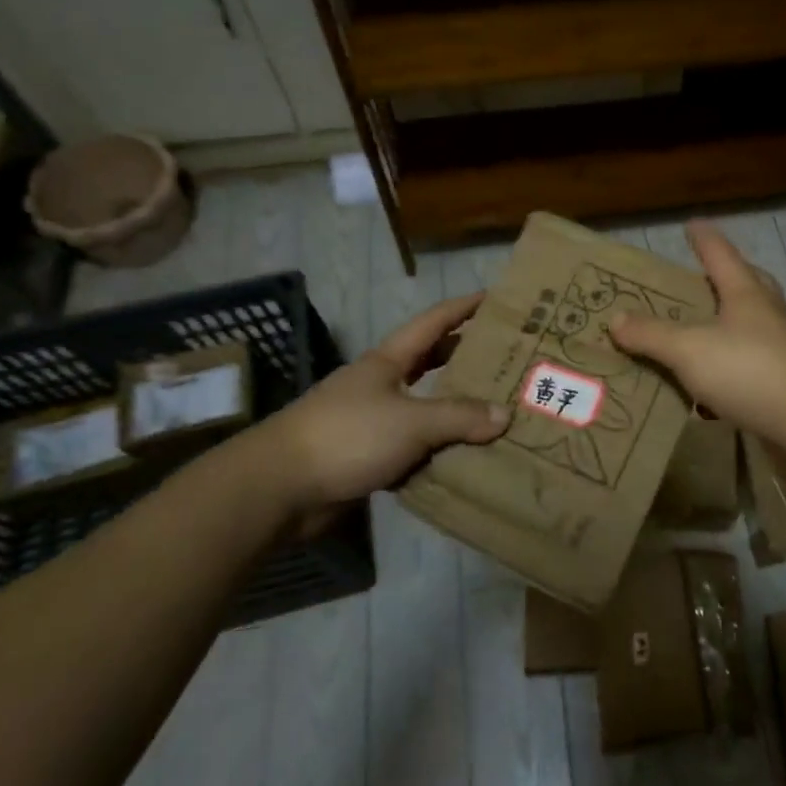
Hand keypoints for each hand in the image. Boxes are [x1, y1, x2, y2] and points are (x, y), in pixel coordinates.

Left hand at [223, 293, 510, 532]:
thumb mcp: (411, 421)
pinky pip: (413, 446)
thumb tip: (505, 415)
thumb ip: (459, 416)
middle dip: (464, 356)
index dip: (463, 307)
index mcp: (388, 362)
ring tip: (496, 408)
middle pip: (429, 362)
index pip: (433, 323)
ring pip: (423, 406)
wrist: (279, 487)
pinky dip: (437, 448)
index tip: (495, 298)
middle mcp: (381, 384)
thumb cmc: (347, 436)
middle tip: (506, 358)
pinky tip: (463, 456)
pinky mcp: (366, 456)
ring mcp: (371, 420)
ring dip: (454, 408)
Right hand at [608, 220, 785, 442]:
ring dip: (728, 319)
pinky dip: (732, 359)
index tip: (692, 224)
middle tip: (700, 277)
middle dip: (723, 276)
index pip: (720, 254)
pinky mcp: (785, 377)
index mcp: (745, 292)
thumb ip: (651, 334)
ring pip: (751, 320)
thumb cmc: (748, 370)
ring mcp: (780, 345)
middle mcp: (766, 312)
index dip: (703, 238)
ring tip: (702, 327)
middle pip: (746, 282)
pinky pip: (752, 358)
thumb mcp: (689, 349)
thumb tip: (616, 318)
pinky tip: (714, 379)